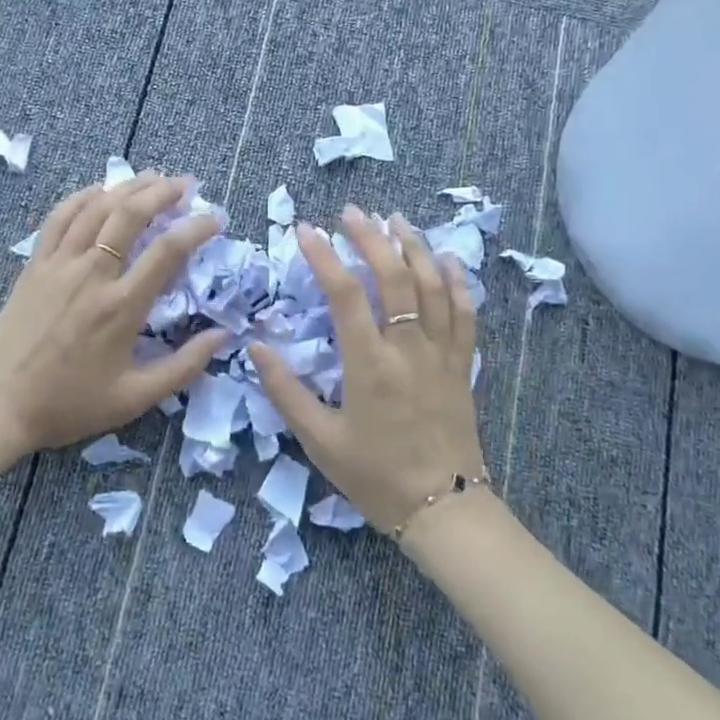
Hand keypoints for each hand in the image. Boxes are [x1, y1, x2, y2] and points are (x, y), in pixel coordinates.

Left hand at [0, 172, 225, 451]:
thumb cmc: (68, 404)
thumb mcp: (134, 398)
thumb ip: (184, 366)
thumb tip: (224, 335)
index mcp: (121, 307)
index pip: (167, 251)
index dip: (196, 227)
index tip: (215, 218)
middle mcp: (91, 275)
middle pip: (130, 215)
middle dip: (163, 192)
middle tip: (187, 184)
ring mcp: (58, 265)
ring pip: (96, 208)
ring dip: (127, 187)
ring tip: (153, 177)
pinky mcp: (34, 265)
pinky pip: (59, 218)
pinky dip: (82, 197)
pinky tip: (100, 190)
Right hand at [251, 207, 483, 534]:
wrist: (443, 508)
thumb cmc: (375, 476)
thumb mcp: (319, 439)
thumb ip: (285, 391)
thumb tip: (256, 347)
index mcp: (369, 364)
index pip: (345, 294)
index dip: (324, 256)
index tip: (305, 229)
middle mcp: (408, 348)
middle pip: (393, 277)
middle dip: (371, 237)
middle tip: (352, 211)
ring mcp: (441, 353)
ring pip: (432, 285)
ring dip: (413, 246)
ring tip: (395, 219)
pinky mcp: (463, 364)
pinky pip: (464, 312)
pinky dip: (455, 280)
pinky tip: (445, 257)